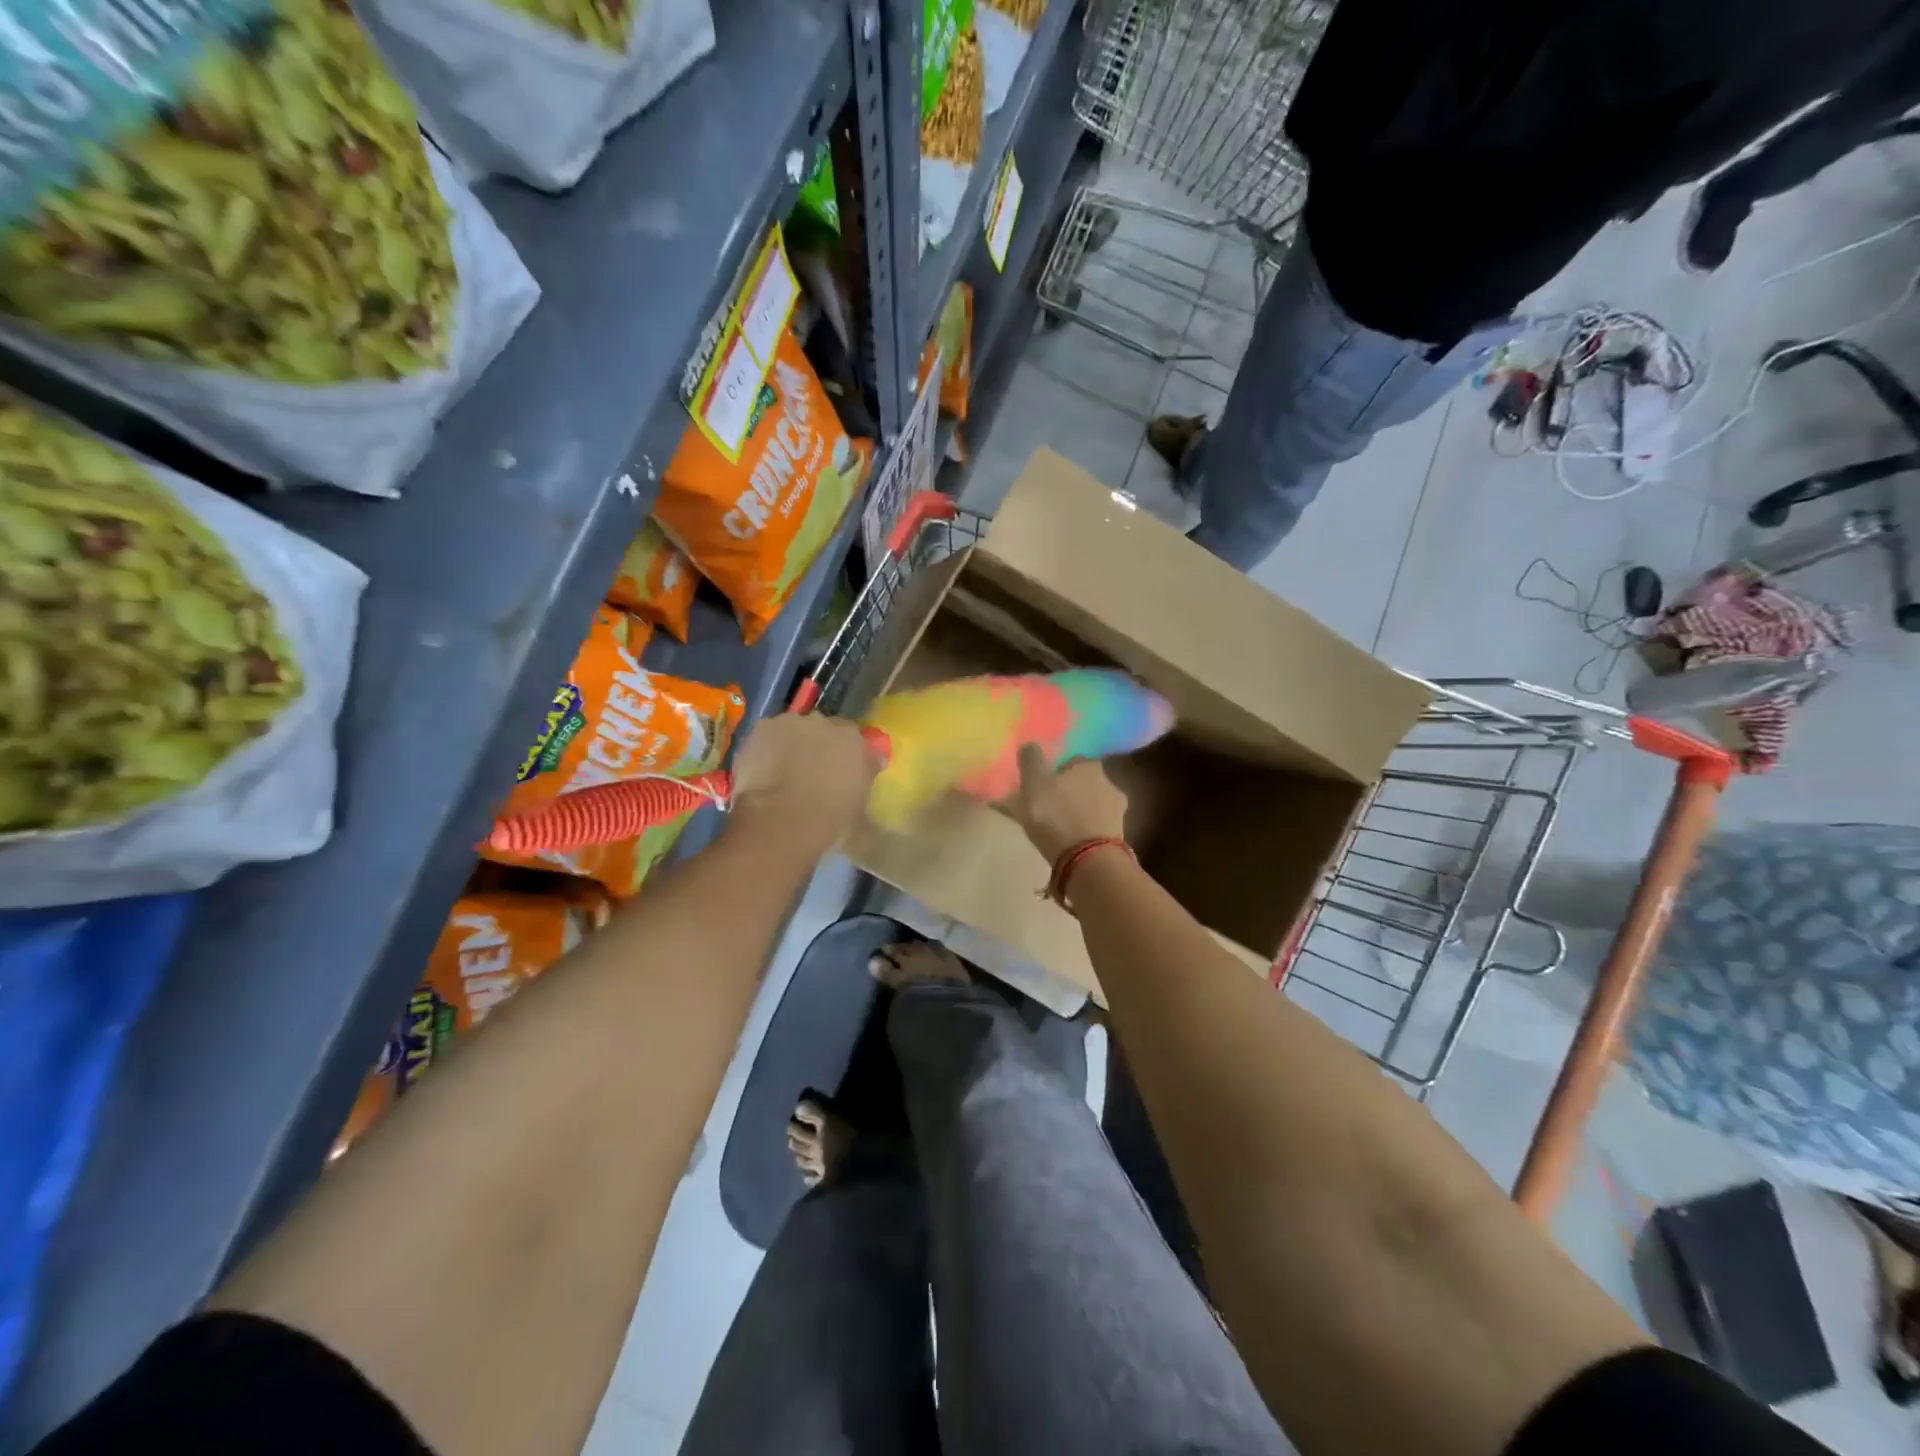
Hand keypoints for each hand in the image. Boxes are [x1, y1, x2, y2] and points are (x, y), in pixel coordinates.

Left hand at [728, 713, 881, 851]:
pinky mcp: (764, 727)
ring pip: (795, 729)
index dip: (846, 753)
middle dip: (820, 745)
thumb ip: (866, 775)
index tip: (841, 770)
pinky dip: (767, 747)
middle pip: (825, 729)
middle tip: (811, 770)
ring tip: (783, 772)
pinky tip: (762, 769)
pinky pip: (769, 734)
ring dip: (793, 743)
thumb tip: (871, 763)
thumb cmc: (829, 820)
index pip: (856, 738)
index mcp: (856, 740)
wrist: (782, 820)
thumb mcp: (861, 801)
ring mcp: (794, 722)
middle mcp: (828, 723)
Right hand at [999, 746, 1127, 862]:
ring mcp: (1117, 812)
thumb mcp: (1034, 784)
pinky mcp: (1118, 837)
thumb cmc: (1057, 815)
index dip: (1055, 772)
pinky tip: (1070, 843)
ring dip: (1077, 813)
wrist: (1088, 861)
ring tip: (1057, 829)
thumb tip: (1030, 744)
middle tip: (1048, 807)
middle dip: (1068, 793)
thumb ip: (1031, 761)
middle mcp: (1109, 783)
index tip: (1042, 786)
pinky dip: (1083, 832)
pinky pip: (1095, 829)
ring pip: (1091, 807)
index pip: (1072, 761)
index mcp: (1089, 765)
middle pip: (1084, 784)